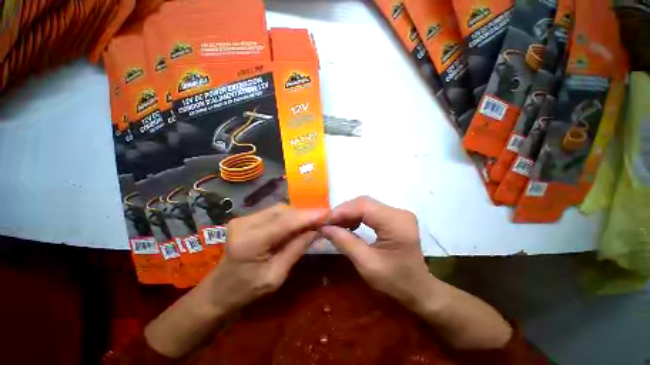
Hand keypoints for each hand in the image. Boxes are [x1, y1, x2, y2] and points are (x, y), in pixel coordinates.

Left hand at [145, 204, 326, 357]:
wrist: (220, 290)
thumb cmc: (247, 291)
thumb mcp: (276, 275)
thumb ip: (297, 249)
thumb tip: (317, 230)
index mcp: (249, 242)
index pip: (285, 223)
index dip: (308, 216)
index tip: (327, 213)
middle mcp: (244, 224)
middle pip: (282, 211)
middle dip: (304, 214)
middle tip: (322, 218)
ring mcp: (243, 218)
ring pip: (279, 209)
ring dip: (297, 214)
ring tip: (312, 220)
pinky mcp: (245, 218)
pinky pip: (273, 212)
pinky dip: (288, 216)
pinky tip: (297, 222)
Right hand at [321, 196, 512, 349]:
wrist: (418, 289)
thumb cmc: (395, 282)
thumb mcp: (367, 264)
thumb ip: (345, 242)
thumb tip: (324, 227)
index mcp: (397, 223)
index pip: (363, 207)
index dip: (341, 211)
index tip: (324, 221)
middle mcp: (399, 212)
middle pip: (364, 202)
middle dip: (343, 211)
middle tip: (328, 223)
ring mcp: (398, 213)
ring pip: (366, 205)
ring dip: (348, 213)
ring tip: (336, 225)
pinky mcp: (394, 216)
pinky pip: (370, 210)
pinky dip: (356, 216)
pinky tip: (350, 225)